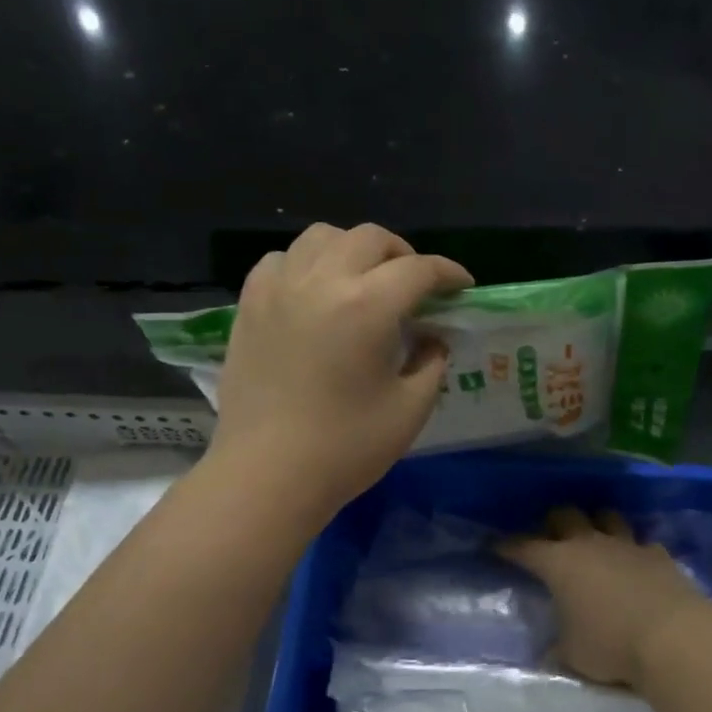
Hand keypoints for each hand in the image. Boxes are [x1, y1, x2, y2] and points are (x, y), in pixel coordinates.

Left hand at [208, 223, 472, 525]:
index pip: (418, 269)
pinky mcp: (249, 306)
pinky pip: (281, 261)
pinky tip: (314, 292)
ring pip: (321, 237)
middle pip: (369, 238)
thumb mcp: (410, 410)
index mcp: (367, 306)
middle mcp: (321, 282)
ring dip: (352, 249)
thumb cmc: (346, 448)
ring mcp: (279, 290)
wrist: (268, 474)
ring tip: (363, 280)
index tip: (462, 285)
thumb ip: (431, 363)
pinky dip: (306, 264)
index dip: (448, 273)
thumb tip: (433, 338)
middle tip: (415, 286)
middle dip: (403, 254)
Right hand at [498, 507, 711, 691]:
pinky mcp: (659, 555)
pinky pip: (641, 542)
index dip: (507, 546)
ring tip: (594, 538)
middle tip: (549, 536)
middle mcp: (590, 544)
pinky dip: (634, 550)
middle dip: (553, 523)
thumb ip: (559, 646)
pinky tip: (635, 562)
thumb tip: (551, 650)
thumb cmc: (611, 645)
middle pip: (565, 516)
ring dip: (597, 524)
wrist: (675, 637)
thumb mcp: (572, 655)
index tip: (495, 546)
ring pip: (606, 517)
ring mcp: (627, 545)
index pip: (523, 547)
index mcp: (558, 563)